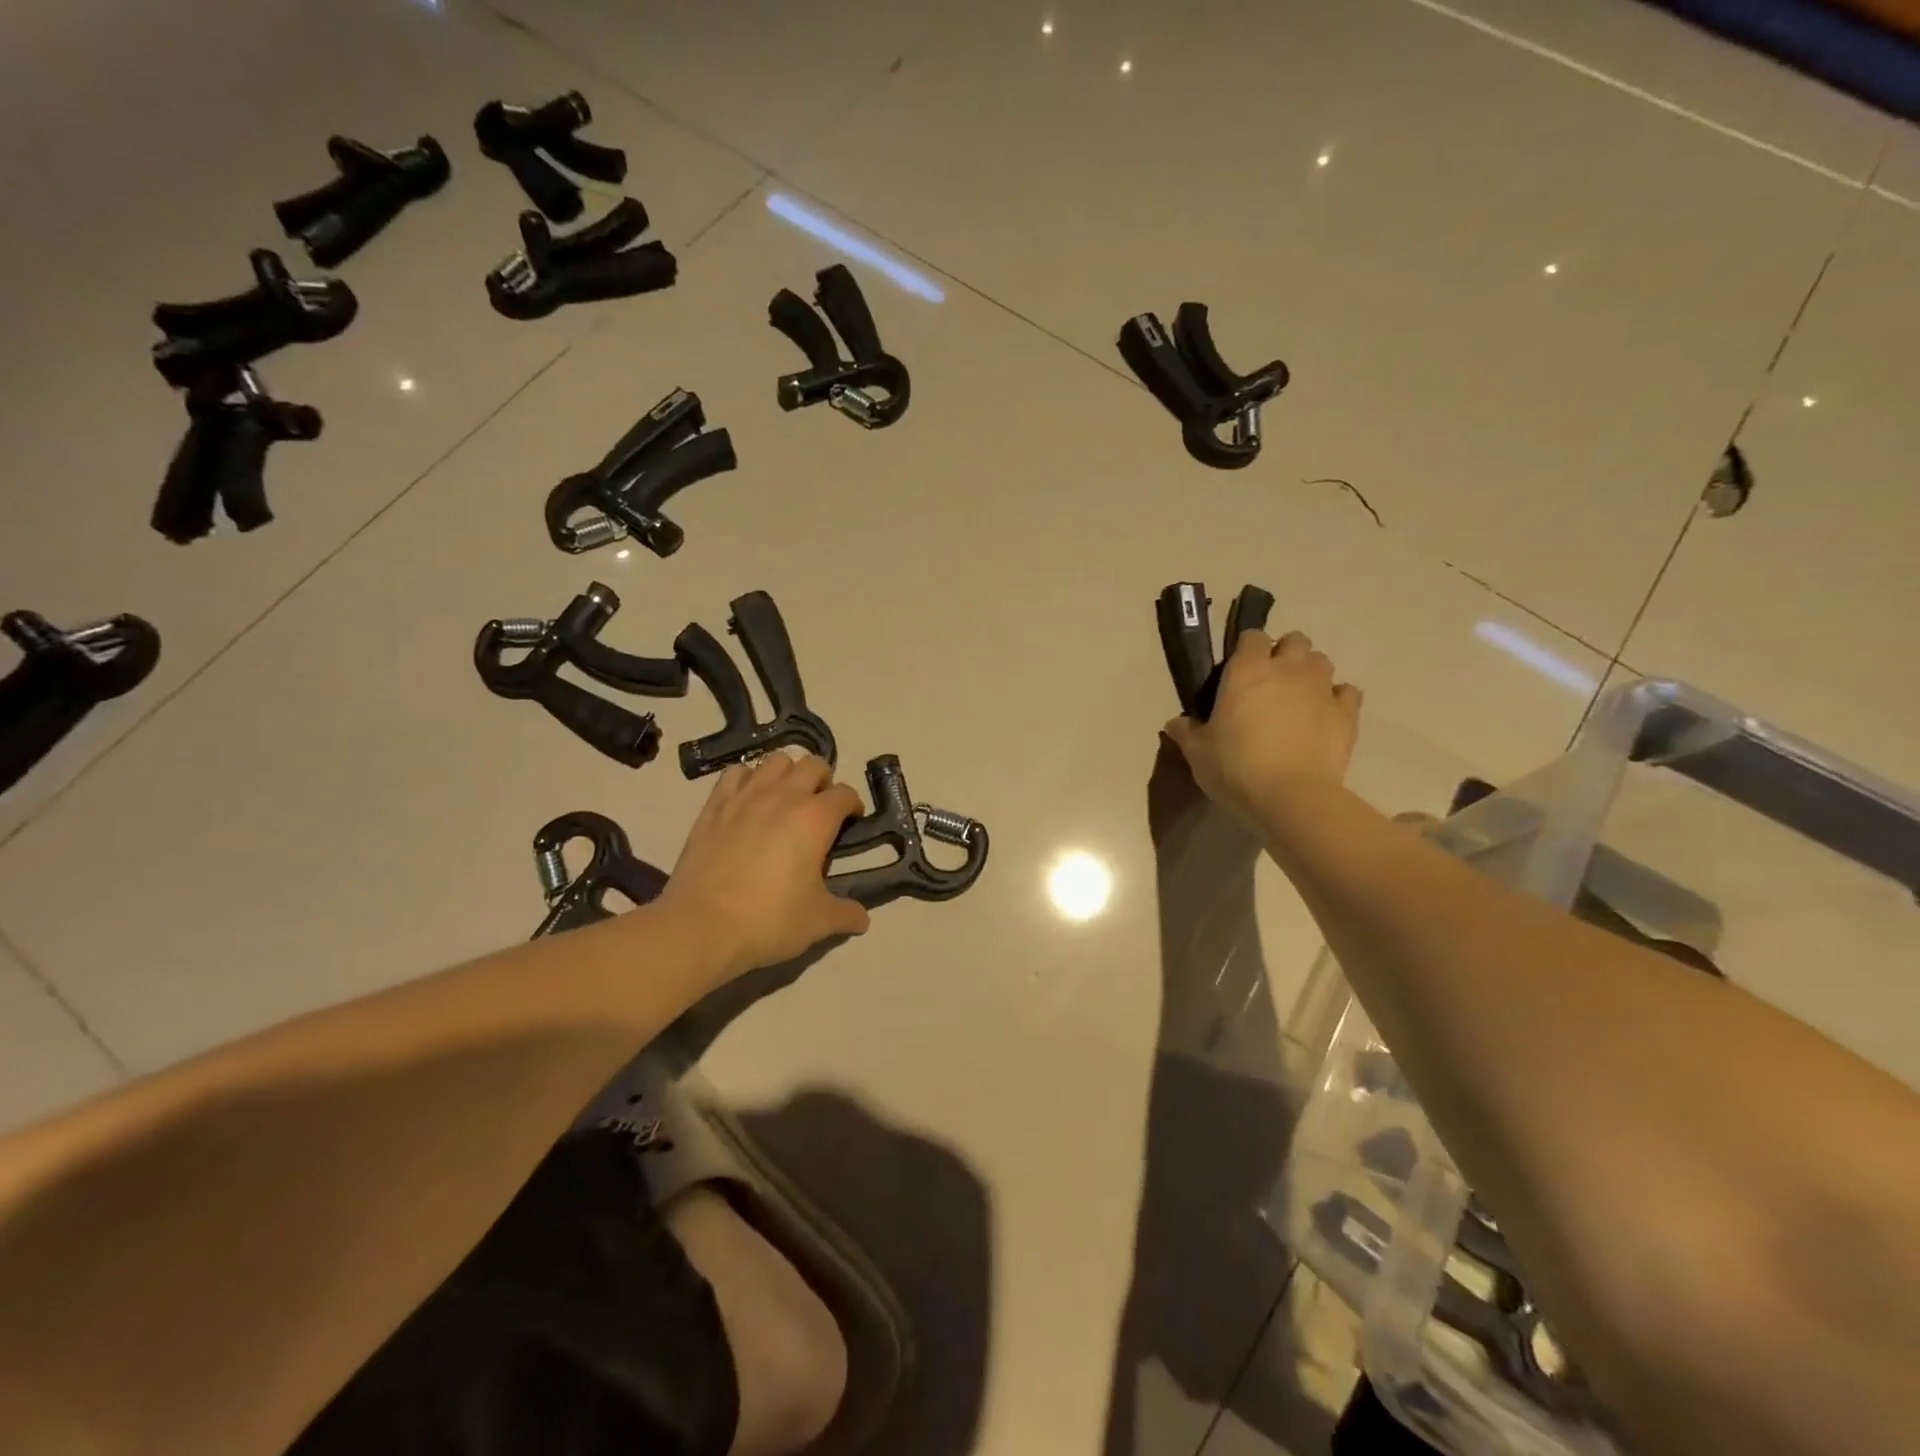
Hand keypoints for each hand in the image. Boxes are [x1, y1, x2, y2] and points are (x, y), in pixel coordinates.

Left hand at [658, 753, 869, 980]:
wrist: (702, 926)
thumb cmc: (769, 920)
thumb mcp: (817, 922)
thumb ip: (845, 914)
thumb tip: (863, 919)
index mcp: (816, 818)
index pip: (845, 794)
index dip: (853, 805)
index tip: (851, 821)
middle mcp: (784, 796)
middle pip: (813, 765)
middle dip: (823, 781)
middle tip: (819, 808)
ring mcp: (746, 796)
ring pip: (775, 761)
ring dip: (787, 774)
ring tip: (786, 798)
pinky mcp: (715, 805)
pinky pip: (735, 773)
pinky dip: (748, 779)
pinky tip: (748, 800)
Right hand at [1162, 629, 1362, 827]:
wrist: (1291, 798)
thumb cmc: (1235, 768)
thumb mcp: (1198, 752)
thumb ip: (1187, 732)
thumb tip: (1175, 723)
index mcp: (1247, 670)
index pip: (1251, 636)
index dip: (1246, 650)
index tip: (1238, 671)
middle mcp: (1288, 669)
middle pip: (1294, 640)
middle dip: (1284, 654)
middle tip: (1270, 683)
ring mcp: (1322, 688)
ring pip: (1321, 661)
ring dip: (1309, 673)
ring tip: (1297, 698)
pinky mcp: (1347, 713)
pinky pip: (1346, 692)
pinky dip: (1336, 698)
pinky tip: (1324, 716)